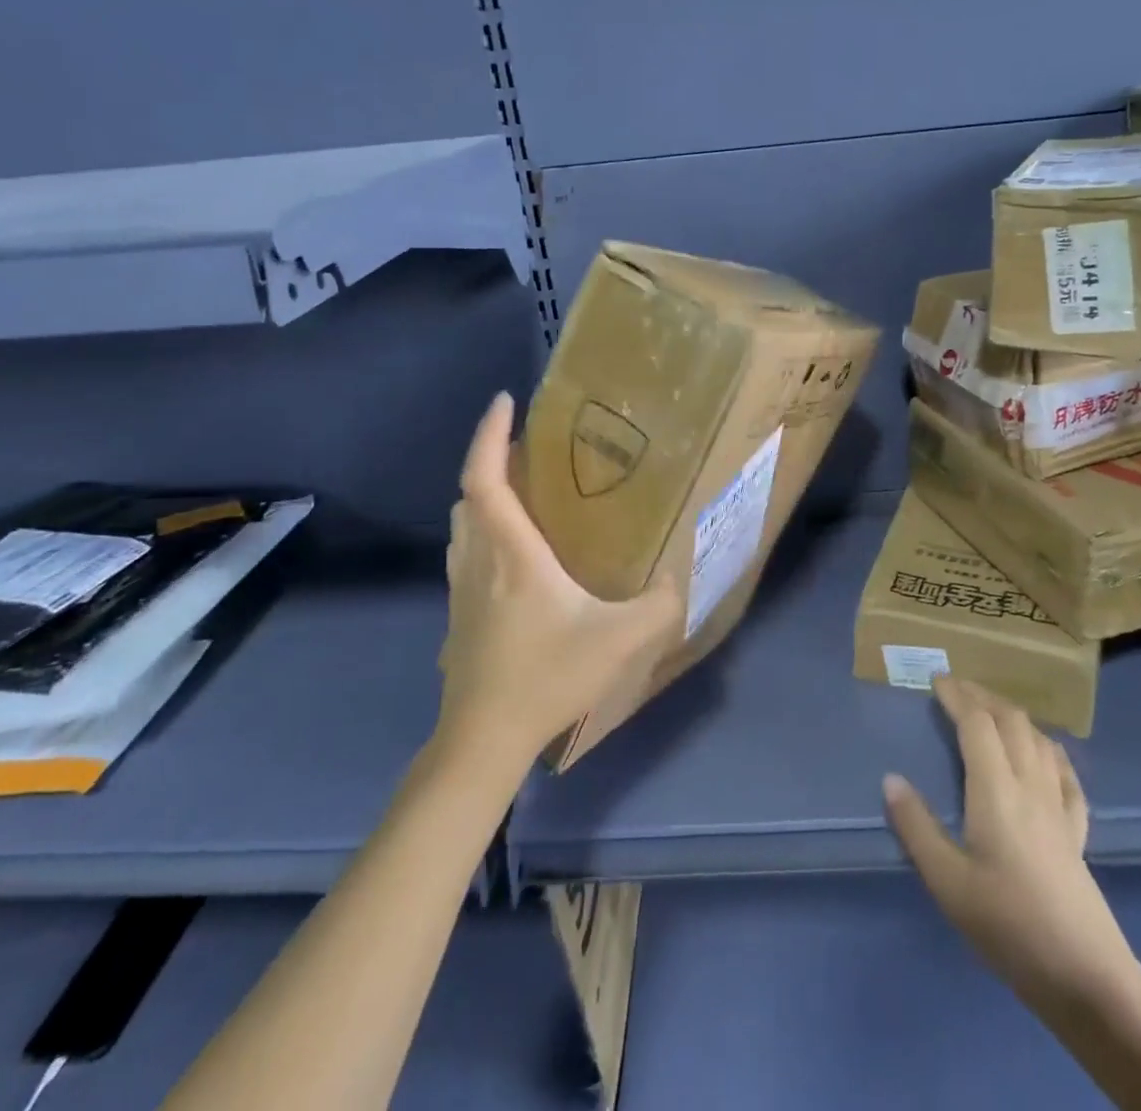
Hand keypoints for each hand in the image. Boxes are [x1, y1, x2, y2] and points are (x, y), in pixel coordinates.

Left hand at [436, 393, 683, 770]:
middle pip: (468, 495)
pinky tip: (516, 557)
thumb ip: (658, 606)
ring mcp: (463, 590)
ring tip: (524, 494)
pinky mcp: (460, 616)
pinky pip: (466, 554)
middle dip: (492, 461)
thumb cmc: (545, 678)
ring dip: (485, 497)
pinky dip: (484, 533)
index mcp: (510, 552)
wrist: (483, 739)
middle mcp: (478, 561)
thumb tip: (680, 581)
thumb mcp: (619, 640)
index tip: (505, 400)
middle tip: (529, 450)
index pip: (484, 477)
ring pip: (462, 525)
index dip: (490, 434)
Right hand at [883, 677, 1134, 1012]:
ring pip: (1039, 740)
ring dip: (1012, 716)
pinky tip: (1045, 753)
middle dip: (983, 696)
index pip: (977, 724)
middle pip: (1011, 721)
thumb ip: (916, 827)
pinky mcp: (1077, 831)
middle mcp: (1030, 786)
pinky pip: (1065, 774)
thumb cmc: (1008, 925)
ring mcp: (1059, 807)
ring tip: (990, 712)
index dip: (957, 697)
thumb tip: (891, 779)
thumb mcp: (947, 882)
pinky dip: (1049, 750)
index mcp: (996, 790)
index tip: (936, 682)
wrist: (1086, 976)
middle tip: (956, 688)